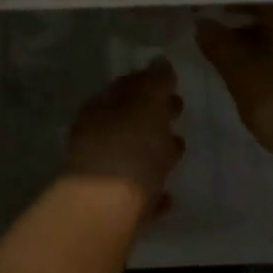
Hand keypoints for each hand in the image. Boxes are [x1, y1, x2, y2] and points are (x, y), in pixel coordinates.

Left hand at [64, 60, 185, 216]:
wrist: (105, 211)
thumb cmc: (129, 148)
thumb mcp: (147, 105)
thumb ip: (155, 82)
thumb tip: (159, 61)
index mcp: (100, 108)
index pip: (125, 86)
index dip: (148, 82)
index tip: (172, 84)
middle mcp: (95, 138)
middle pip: (128, 120)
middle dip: (153, 115)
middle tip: (178, 111)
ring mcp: (101, 174)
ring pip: (131, 155)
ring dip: (153, 151)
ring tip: (178, 152)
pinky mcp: (111, 208)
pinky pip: (136, 193)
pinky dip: (151, 189)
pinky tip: (168, 196)